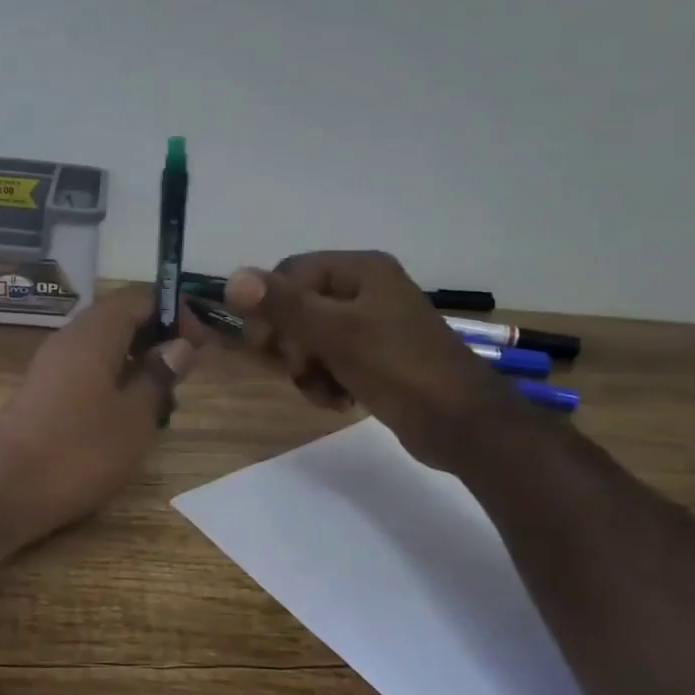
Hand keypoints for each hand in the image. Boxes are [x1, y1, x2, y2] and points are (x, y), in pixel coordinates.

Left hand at [0, 288, 206, 540]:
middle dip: (159, 337)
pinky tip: (128, 412)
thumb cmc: (80, 450)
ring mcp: (53, 364)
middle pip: (122, 317)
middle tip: (186, 371)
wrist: (4, 490)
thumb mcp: (135, 416)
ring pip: (105, 345)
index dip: (176, 313)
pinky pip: (88, 368)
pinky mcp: (44, 391)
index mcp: (96, 331)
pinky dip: (115, 378)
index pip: (142, 297)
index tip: (201, 345)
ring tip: (163, 395)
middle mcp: (71, 337)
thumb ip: (159, 375)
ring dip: (138, 360)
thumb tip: (180, 345)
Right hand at [224, 251, 513, 470]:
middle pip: (299, 308)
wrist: (462, 424)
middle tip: (303, 370)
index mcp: (361, 270)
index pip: (291, 273)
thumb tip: (232, 279)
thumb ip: (284, 306)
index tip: (264, 344)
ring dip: (310, 370)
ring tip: (327, 392)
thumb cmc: (400, 368)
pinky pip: (332, 362)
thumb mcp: (336, 333)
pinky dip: (328, 382)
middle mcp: (366, 290)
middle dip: (294, 345)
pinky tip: (341, 401)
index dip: (271, 306)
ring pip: (312, 340)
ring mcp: (373, 326)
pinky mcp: (376, 359)